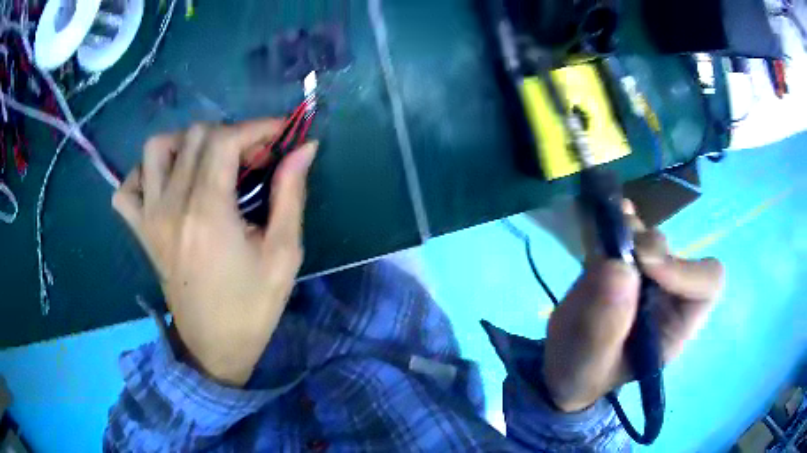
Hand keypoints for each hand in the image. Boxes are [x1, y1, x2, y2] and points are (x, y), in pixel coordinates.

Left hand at [112, 119, 317, 386]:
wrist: (214, 347)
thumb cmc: (253, 306)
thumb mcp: (283, 254)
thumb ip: (291, 194)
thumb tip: (304, 148)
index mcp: (207, 213)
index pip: (225, 140)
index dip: (257, 127)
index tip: (281, 132)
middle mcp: (171, 207)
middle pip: (194, 136)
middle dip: (230, 133)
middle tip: (253, 156)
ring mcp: (149, 218)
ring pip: (156, 149)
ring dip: (186, 142)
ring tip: (209, 161)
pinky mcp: (140, 232)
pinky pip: (127, 188)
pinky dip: (145, 174)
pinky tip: (167, 183)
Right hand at [543, 201, 723, 412]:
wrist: (562, 365)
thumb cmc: (581, 376)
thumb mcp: (588, 364)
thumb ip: (604, 326)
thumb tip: (619, 267)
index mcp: (676, 327)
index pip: (707, 285)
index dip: (685, 270)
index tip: (646, 266)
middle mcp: (669, 296)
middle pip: (676, 254)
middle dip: (648, 248)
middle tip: (614, 250)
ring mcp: (647, 277)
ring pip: (651, 238)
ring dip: (631, 232)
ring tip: (605, 234)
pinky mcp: (625, 264)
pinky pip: (629, 232)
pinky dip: (619, 221)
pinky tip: (608, 216)